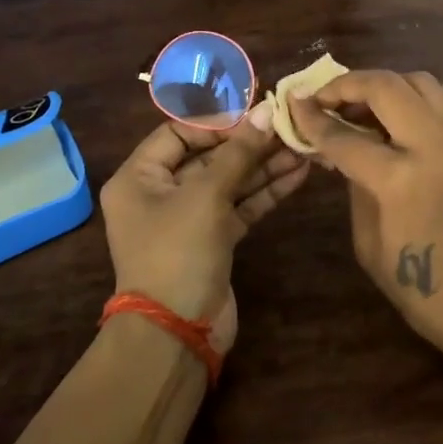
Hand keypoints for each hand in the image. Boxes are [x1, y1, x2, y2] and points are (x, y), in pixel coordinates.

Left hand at [99, 105, 308, 354]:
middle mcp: (160, 194)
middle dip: (249, 143)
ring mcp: (188, 219)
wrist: (178, 332)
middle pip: (208, 156)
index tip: (256, 116)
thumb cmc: (178, 252)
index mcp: (139, 177)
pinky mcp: (214, 240)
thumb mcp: (207, 195)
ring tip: (302, 147)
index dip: (217, 122)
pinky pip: (240, 206)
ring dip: (264, 166)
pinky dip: (265, 191)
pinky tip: (297, 174)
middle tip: (289, 127)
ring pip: (229, 181)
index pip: (178, 132)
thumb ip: (239, 152)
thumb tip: (268, 111)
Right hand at [289, 70, 442, 365]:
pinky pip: (438, 105)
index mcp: (403, 179)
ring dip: (383, 86)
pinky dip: (408, 101)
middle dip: (348, 84)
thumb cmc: (426, 293)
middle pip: (388, 86)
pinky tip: (388, 124)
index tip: (292, 105)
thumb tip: (343, 150)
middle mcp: (436, 146)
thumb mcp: (371, 245)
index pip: (347, 137)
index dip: (313, 119)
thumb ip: (356, 187)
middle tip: (323, 97)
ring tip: (356, 106)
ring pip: (420, 83)